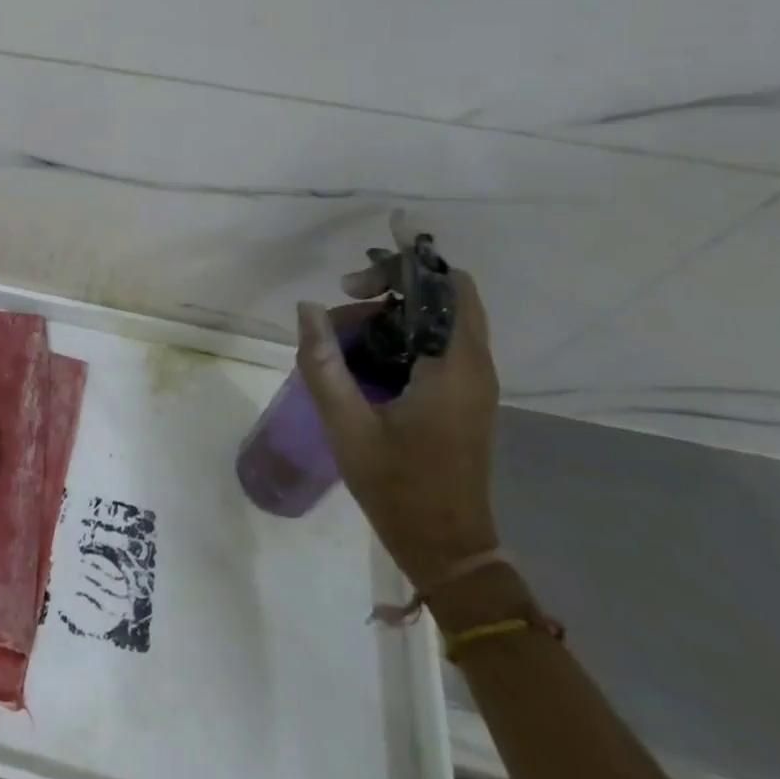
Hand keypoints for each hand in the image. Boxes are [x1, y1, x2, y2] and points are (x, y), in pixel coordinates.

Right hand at [294, 213, 499, 588]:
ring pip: (434, 319)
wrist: (445, 547)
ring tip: (337, 335)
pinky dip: (397, 333)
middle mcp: (472, 366)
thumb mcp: (347, 422)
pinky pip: (432, 343)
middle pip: (442, 296)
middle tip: (342, 294)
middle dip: (392, 283)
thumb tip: (307, 307)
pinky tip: (358, 355)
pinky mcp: (460, 396)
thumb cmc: (398, 485)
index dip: (416, 255)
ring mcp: (469, 383)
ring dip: (388, 311)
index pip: (448, 287)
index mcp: (453, 367)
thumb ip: (323, 360)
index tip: (385, 231)